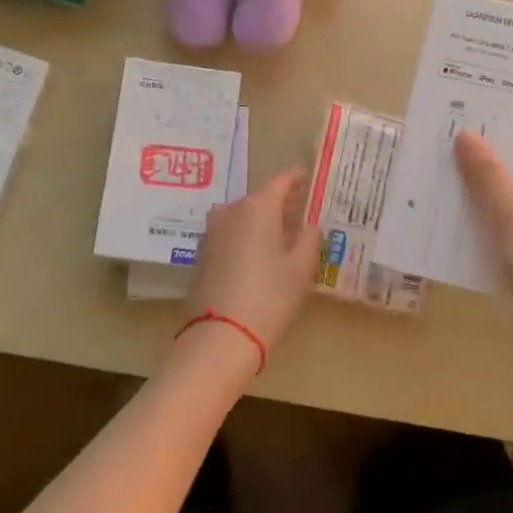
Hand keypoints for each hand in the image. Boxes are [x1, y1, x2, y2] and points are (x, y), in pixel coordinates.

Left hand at [184, 166, 319, 358]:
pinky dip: (246, 236)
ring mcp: (212, 231)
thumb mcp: (301, 268)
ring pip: (243, 216)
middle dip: (281, 203)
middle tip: (302, 211)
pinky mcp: (203, 253)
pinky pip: (230, 234)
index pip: (281, 181)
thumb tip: (310, 224)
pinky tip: (259, 253)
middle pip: (260, 198)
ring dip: (262, 221)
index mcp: (257, 207)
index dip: (296, 178)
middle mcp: (230, 210)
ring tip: (283, 234)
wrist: (221, 336)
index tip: (308, 177)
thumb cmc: (270, 296)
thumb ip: (309, 238)